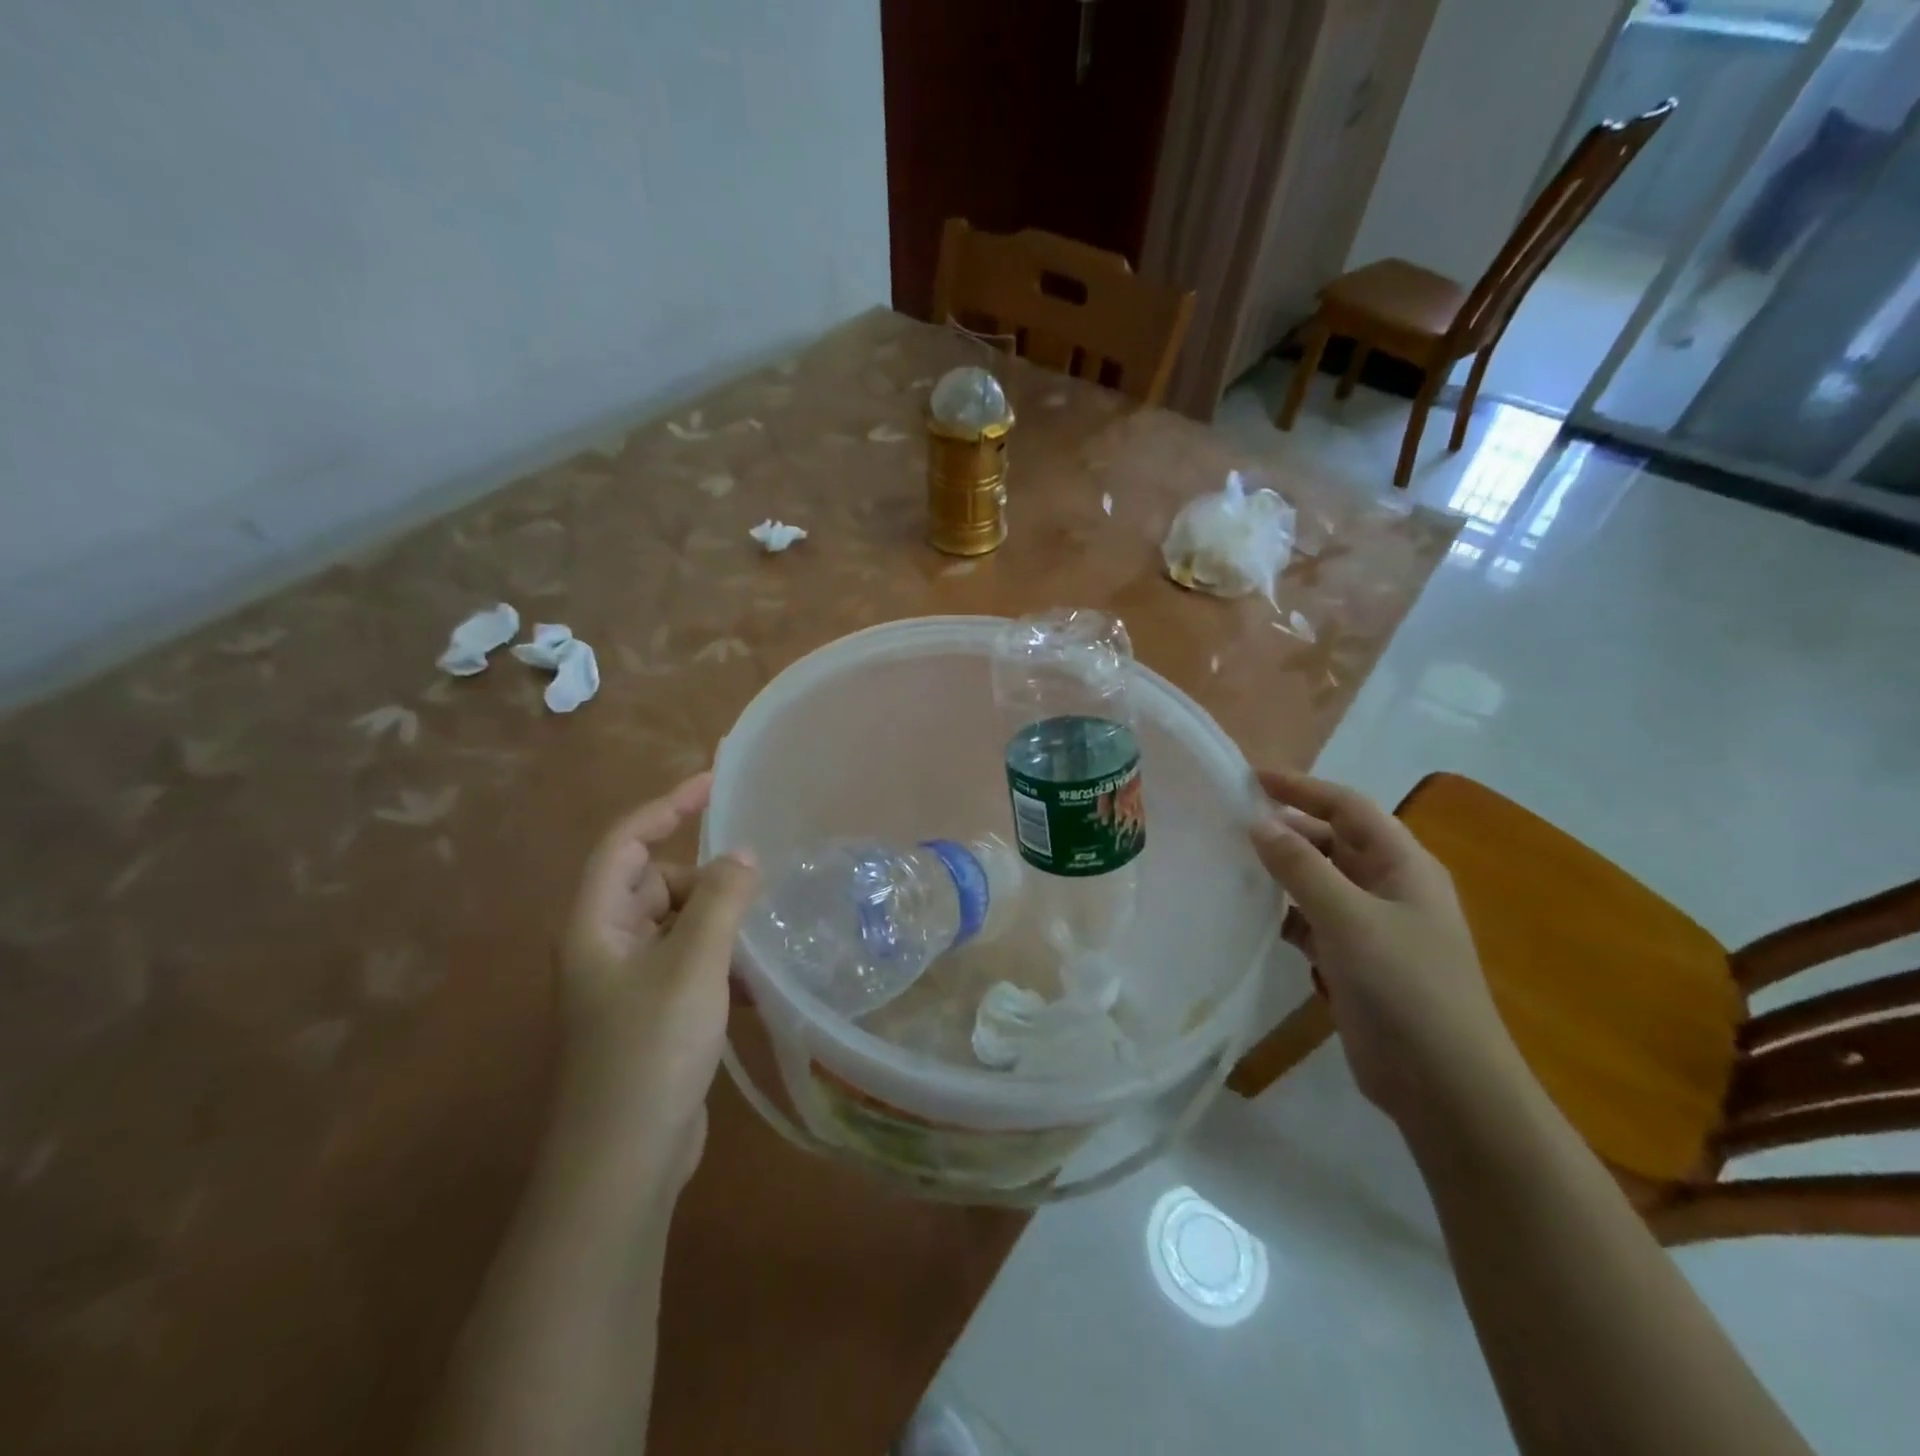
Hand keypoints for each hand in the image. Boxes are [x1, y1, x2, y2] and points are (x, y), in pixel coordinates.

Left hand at [557, 772, 758, 1198]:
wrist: (623, 1163)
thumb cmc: (650, 1050)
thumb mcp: (693, 964)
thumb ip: (721, 900)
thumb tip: (744, 854)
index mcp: (596, 923)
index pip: (624, 841)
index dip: (666, 805)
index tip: (714, 783)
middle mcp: (606, 945)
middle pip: (657, 882)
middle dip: (706, 880)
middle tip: (754, 894)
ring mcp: (628, 982)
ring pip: (679, 924)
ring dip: (719, 922)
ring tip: (762, 936)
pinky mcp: (653, 1013)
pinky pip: (690, 961)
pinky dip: (721, 959)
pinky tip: (757, 982)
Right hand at [1247, 770, 1518, 1128]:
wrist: (1444, 1086)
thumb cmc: (1405, 989)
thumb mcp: (1349, 919)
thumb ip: (1302, 868)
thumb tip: (1259, 823)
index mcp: (1403, 865)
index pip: (1348, 807)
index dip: (1302, 788)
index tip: (1250, 778)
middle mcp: (1389, 887)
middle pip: (1333, 840)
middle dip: (1287, 827)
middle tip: (1230, 821)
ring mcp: (1372, 926)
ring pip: (1319, 881)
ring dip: (1282, 870)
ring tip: (1231, 861)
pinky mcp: (1354, 960)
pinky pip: (1312, 920)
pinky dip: (1285, 913)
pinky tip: (1252, 915)